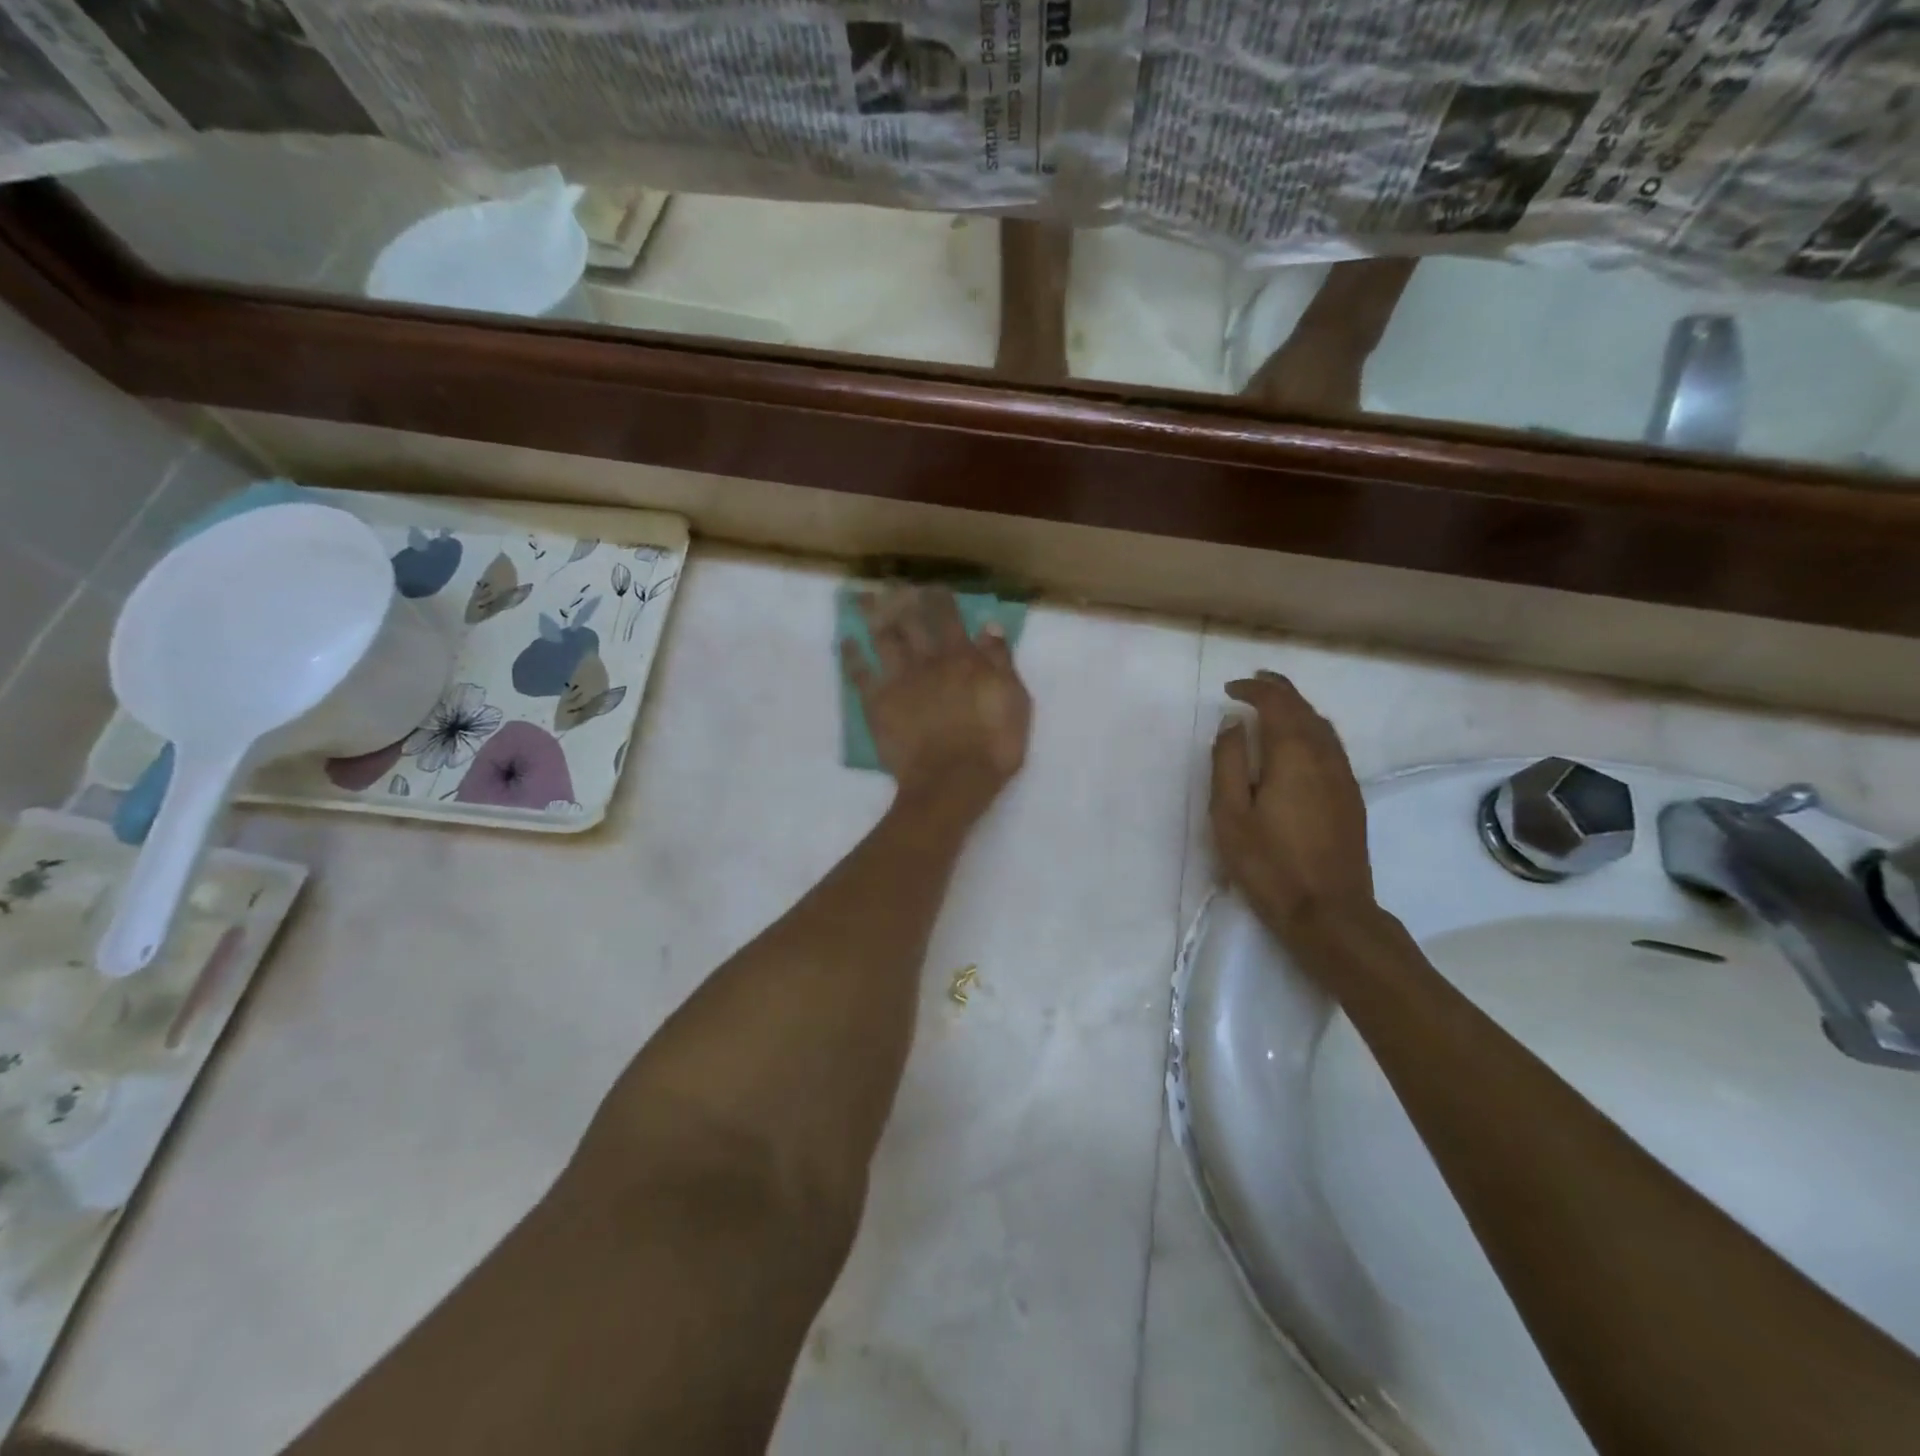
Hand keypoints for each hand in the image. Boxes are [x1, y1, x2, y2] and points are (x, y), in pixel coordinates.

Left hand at [845, 587, 1031, 821]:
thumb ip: (1000, 662)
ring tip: (862, 599)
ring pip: (882, 638)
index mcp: (962, 658)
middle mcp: (927, 660)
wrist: (953, 781)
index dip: (940, 598)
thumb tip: (989, 627)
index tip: (932, 586)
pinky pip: (859, 673)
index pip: (948, 618)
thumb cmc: (994, 745)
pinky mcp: (877, 703)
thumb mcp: (1015, 700)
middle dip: (901, 599)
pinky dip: (852, 655)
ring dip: (871, 616)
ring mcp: (899, 680)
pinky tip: (847, 642)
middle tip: (892, 585)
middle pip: (910, 621)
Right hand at [1210, 672, 1373, 934]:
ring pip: (1322, 726)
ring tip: (1273, 707)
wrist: (1329, 912)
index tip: (1230, 690)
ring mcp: (1343, 777)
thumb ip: (1228, 762)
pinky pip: (1331, 746)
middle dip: (1278, 690)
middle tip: (1252, 685)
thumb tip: (1232, 724)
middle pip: (1304, 708)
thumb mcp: (1229, 814)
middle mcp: (1325, 756)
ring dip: (1297, 709)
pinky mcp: (1351, 797)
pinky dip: (1311, 730)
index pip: (1277, 703)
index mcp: (1293, 755)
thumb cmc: (1269, 864)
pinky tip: (1297, 744)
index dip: (1254, 689)